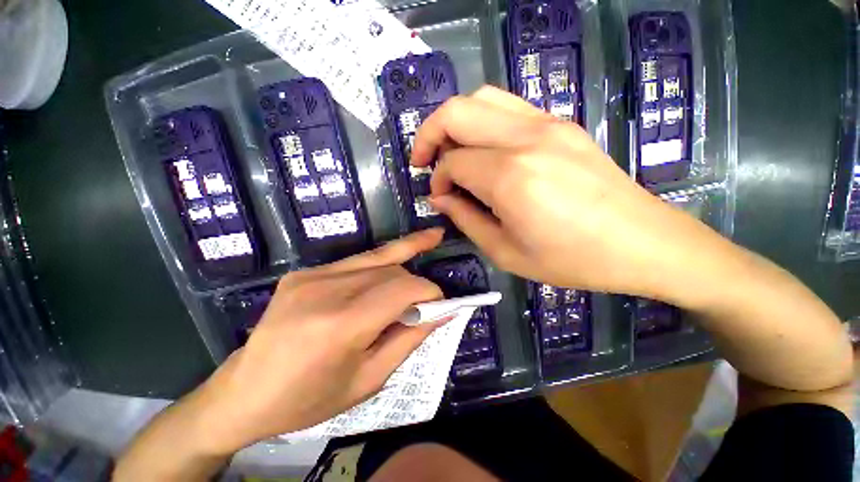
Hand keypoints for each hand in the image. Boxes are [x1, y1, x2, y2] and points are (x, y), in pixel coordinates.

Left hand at [187, 229, 445, 453]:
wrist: (245, 392)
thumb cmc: (309, 399)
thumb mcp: (369, 380)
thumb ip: (410, 339)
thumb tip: (442, 313)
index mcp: (341, 325)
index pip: (403, 289)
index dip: (430, 292)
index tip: (442, 303)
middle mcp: (326, 290)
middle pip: (392, 271)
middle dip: (417, 282)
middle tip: (428, 300)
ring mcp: (311, 276)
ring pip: (377, 258)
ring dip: (404, 260)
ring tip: (432, 239)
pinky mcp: (304, 272)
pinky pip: (356, 262)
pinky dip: (381, 261)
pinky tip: (398, 255)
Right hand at [412, 86, 710, 297]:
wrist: (642, 243)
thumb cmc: (571, 259)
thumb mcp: (506, 252)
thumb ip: (466, 219)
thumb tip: (441, 198)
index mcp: (510, 177)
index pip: (453, 162)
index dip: (437, 179)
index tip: (439, 198)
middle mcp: (525, 139)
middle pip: (457, 112)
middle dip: (430, 134)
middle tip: (425, 161)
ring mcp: (547, 124)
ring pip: (481, 98)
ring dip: (455, 122)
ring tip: (451, 152)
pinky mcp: (561, 124)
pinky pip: (507, 107)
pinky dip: (482, 121)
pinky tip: (484, 149)